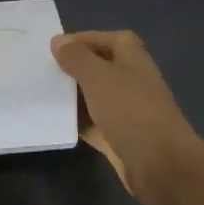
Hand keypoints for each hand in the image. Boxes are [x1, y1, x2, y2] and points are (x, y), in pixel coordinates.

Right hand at [51, 30, 203, 204]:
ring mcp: (128, 112)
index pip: (111, 39)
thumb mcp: (98, 77)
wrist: (160, 164)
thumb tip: (59, 40)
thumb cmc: (130, 111)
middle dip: (76, 68)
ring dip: (75, 97)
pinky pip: (95, 126)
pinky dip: (79, 124)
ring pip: (97, 98)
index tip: (56, 47)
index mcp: (134, 60)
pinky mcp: (121, 139)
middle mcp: (133, 82)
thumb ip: (77, 58)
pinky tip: (56, 123)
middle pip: (102, 68)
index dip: (86, 39)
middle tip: (44, 71)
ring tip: (43, 94)